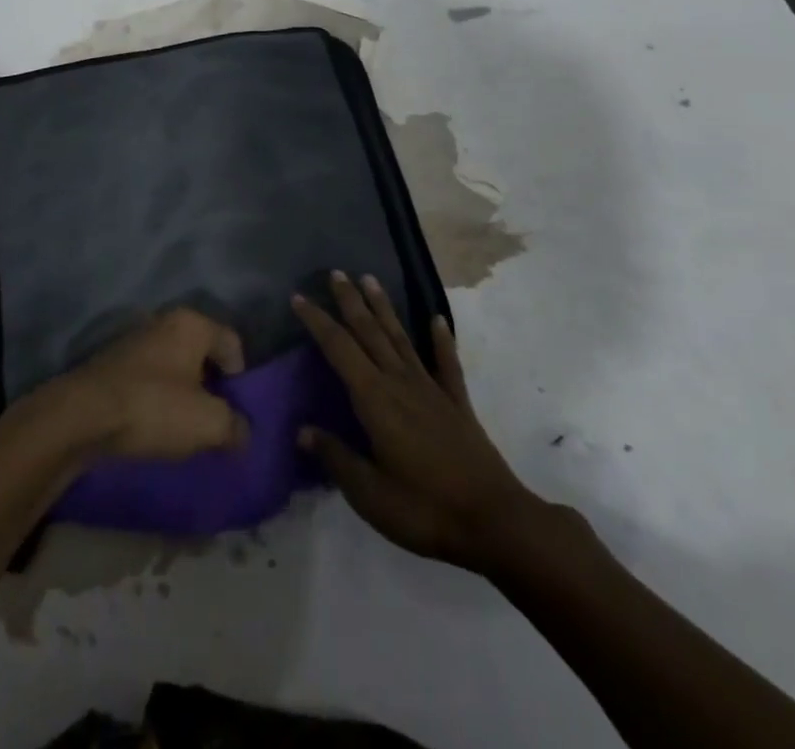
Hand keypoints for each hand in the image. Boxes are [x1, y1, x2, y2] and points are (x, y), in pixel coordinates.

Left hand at [43, 307, 249, 461]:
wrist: (81, 415)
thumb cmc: (153, 407)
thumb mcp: (208, 423)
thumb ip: (235, 426)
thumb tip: (241, 432)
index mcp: (191, 323)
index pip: (232, 343)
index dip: (241, 379)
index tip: (235, 412)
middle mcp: (164, 321)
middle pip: (202, 354)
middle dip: (211, 387)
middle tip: (212, 422)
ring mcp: (135, 340)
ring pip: (174, 367)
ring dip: (183, 395)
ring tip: (183, 430)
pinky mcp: (112, 362)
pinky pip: (149, 379)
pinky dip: (157, 399)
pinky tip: (153, 426)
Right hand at [294, 273, 561, 579]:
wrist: (496, 522)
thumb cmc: (425, 510)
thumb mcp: (370, 494)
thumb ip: (336, 458)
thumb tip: (303, 430)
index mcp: (375, 400)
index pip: (338, 349)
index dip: (317, 322)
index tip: (298, 297)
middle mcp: (400, 382)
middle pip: (369, 332)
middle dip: (350, 301)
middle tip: (336, 273)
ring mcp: (431, 390)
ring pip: (401, 338)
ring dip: (384, 308)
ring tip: (370, 279)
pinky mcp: (457, 404)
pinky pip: (447, 363)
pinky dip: (441, 340)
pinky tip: (437, 320)